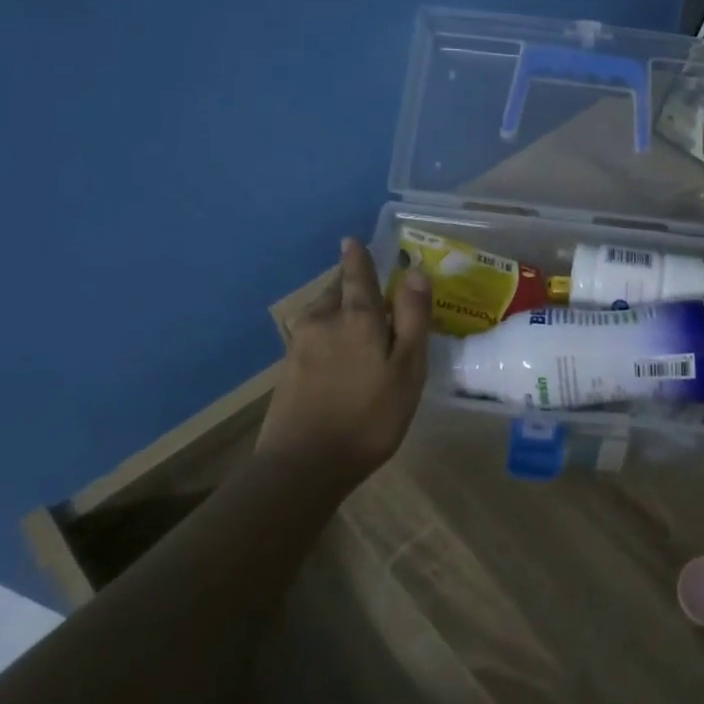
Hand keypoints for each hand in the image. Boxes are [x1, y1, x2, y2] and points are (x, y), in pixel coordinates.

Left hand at [257, 238, 431, 479]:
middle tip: (366, 284)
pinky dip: (327, 331)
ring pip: (322, 312)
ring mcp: (300, 345)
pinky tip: (337, 350)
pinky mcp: (288, 369)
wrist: (304, 464)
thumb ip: (412, 319)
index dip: (357, 257)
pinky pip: (313, 335)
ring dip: (337, 307)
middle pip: (335, 290)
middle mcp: (323, 321)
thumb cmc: (369, 416)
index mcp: (356, 317)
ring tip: (355, 317)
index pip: (357, 275)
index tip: (352, 240)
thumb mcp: (407, 368)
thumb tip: (416, 273)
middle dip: (349, 283)